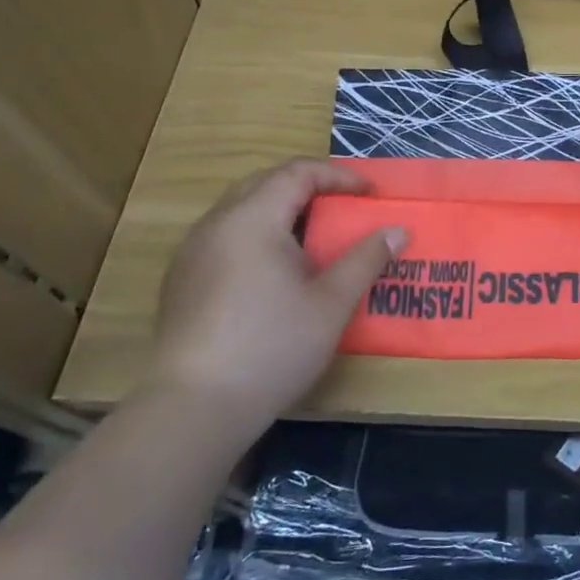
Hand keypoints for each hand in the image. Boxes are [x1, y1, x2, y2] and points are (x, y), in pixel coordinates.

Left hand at [147, 160, 404, 422]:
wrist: (194, 407)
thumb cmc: (272, 347)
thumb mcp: (332, 302)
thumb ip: (366, 259)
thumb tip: (397, 230)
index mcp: (253, 219)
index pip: (297, 172)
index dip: (338, 176)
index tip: (370, 194)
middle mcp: (217, 224)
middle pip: (265, 182)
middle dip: (308, 187)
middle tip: (343, 207)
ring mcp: (193, 252)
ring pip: (241, 209)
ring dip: (281, 210)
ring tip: (314, 237)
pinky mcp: (182, 280)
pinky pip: (225, 236)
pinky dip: (257, 234)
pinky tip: (274, 271)